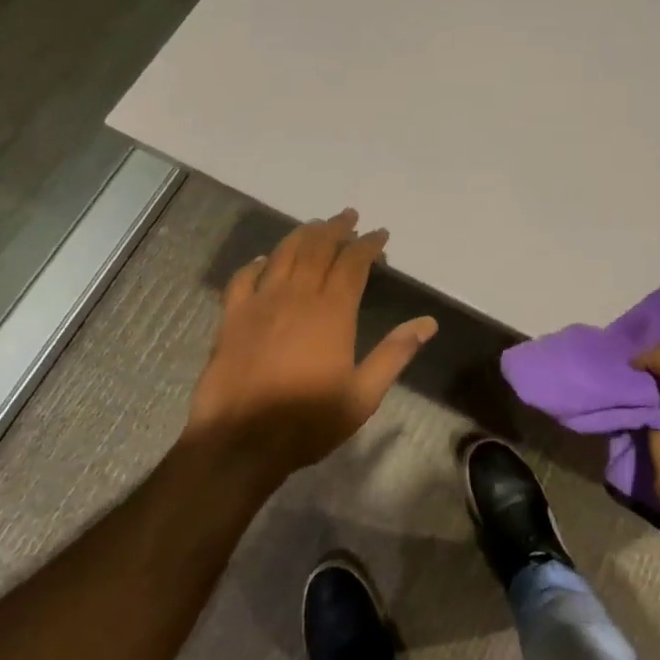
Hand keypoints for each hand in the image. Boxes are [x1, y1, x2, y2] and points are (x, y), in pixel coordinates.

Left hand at [187, 209, 436, 476]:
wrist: (240, 443)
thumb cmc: (308, 421)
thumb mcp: (363, 395)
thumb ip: (395, 354)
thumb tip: (428, 323)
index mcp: (332, 312)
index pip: (353, 263)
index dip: (368, 244)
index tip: (381, 234)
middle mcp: (297, 296)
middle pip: (318, 248)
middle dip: (337, 228)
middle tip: (350, 217)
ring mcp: (260, 304)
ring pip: (283, 254)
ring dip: (302, 235)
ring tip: (316, 226)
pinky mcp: (232, 318)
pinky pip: (243, 278)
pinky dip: (256, 263)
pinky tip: (264, 260)